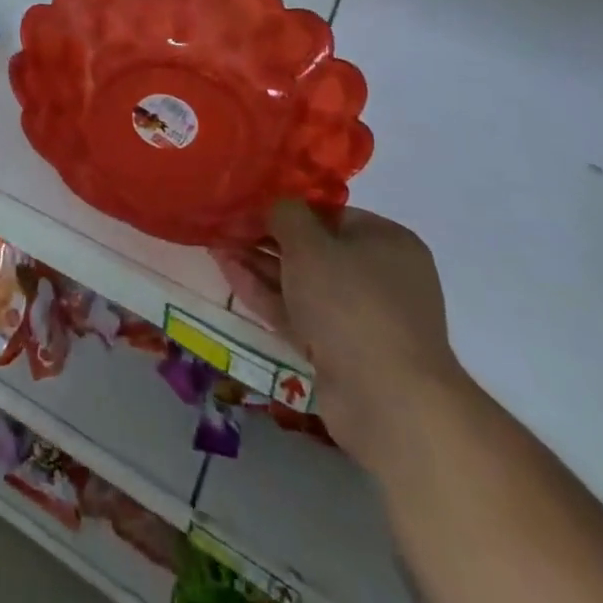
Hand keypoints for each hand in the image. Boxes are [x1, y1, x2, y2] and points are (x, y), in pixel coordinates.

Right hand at [212, 203, 463, 471]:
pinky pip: (298, 312)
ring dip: (260, 264)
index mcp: (387, 242)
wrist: (387, 401)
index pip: (329, 213)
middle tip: (225, 224)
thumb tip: (275, 206)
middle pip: (313, 248)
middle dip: (266, 238)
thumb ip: (285, 214)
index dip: (287, 206)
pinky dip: (266, 294)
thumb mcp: (309, 243)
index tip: (248, 202)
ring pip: (301, 282)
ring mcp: (360, 317)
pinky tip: (228, 272)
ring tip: (215, 244)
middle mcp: (379, 276)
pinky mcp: (340, 350)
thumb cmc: (351, 302)